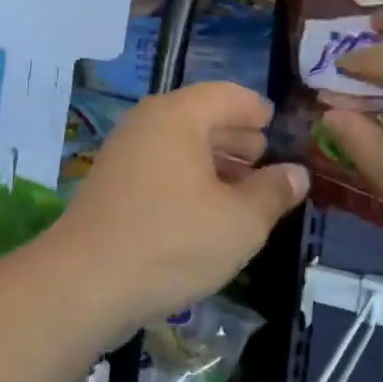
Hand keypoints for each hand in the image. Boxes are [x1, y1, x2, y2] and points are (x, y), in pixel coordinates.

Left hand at [53, 82, 308, 331]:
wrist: (85, 286)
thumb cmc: (173, 243)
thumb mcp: (241, 222)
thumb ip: (274, 192)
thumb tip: (297, 173)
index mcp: (178, 117)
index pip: (228, 95)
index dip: (257, 110)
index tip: (276, 125)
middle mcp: (146, 125)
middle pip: (200, 117)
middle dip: (236, 137)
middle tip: (263, 157)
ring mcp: (122, 156)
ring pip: (178, 147)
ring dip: (213, 162)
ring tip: (241, 189)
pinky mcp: (110, 188)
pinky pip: (159, 170)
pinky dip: (187, 180)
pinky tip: (204, 213)